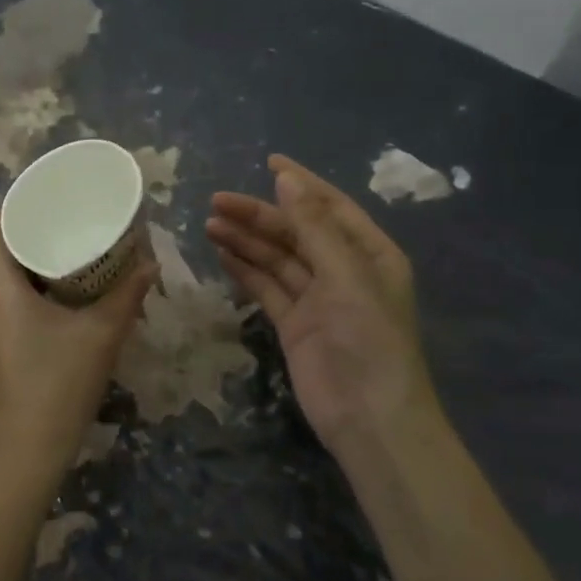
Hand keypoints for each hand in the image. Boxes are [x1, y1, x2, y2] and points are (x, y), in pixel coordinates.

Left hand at [0, 208, 156, 483]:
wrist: (29, 449)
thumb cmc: (60, 383)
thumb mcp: (102, 333)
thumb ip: (128, 293)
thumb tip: (152, 263)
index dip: (16, 199)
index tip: (49, 189)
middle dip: (33, 226)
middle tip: (72, 215)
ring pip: (2, 272)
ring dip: (32, 256)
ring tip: (72, 245)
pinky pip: (4, 295)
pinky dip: (29, 282)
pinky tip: (63, 287)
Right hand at [207, 155, 437, 452]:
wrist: (369, 418)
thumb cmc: (368, 338)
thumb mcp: (345, 274)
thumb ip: (313, 226)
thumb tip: (286, 177)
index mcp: (369, 252)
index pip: (329, 206)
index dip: (300, 183)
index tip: (267, 161)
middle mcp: (344, 270)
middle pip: (296, 231)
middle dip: (259, 215)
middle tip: (216, 201)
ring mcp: (318, 298)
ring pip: (277, 258)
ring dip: (247, 240)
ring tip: (210, 223)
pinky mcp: (294, 324)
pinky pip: (268, 287)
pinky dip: (246, 270)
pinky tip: (222, 253)